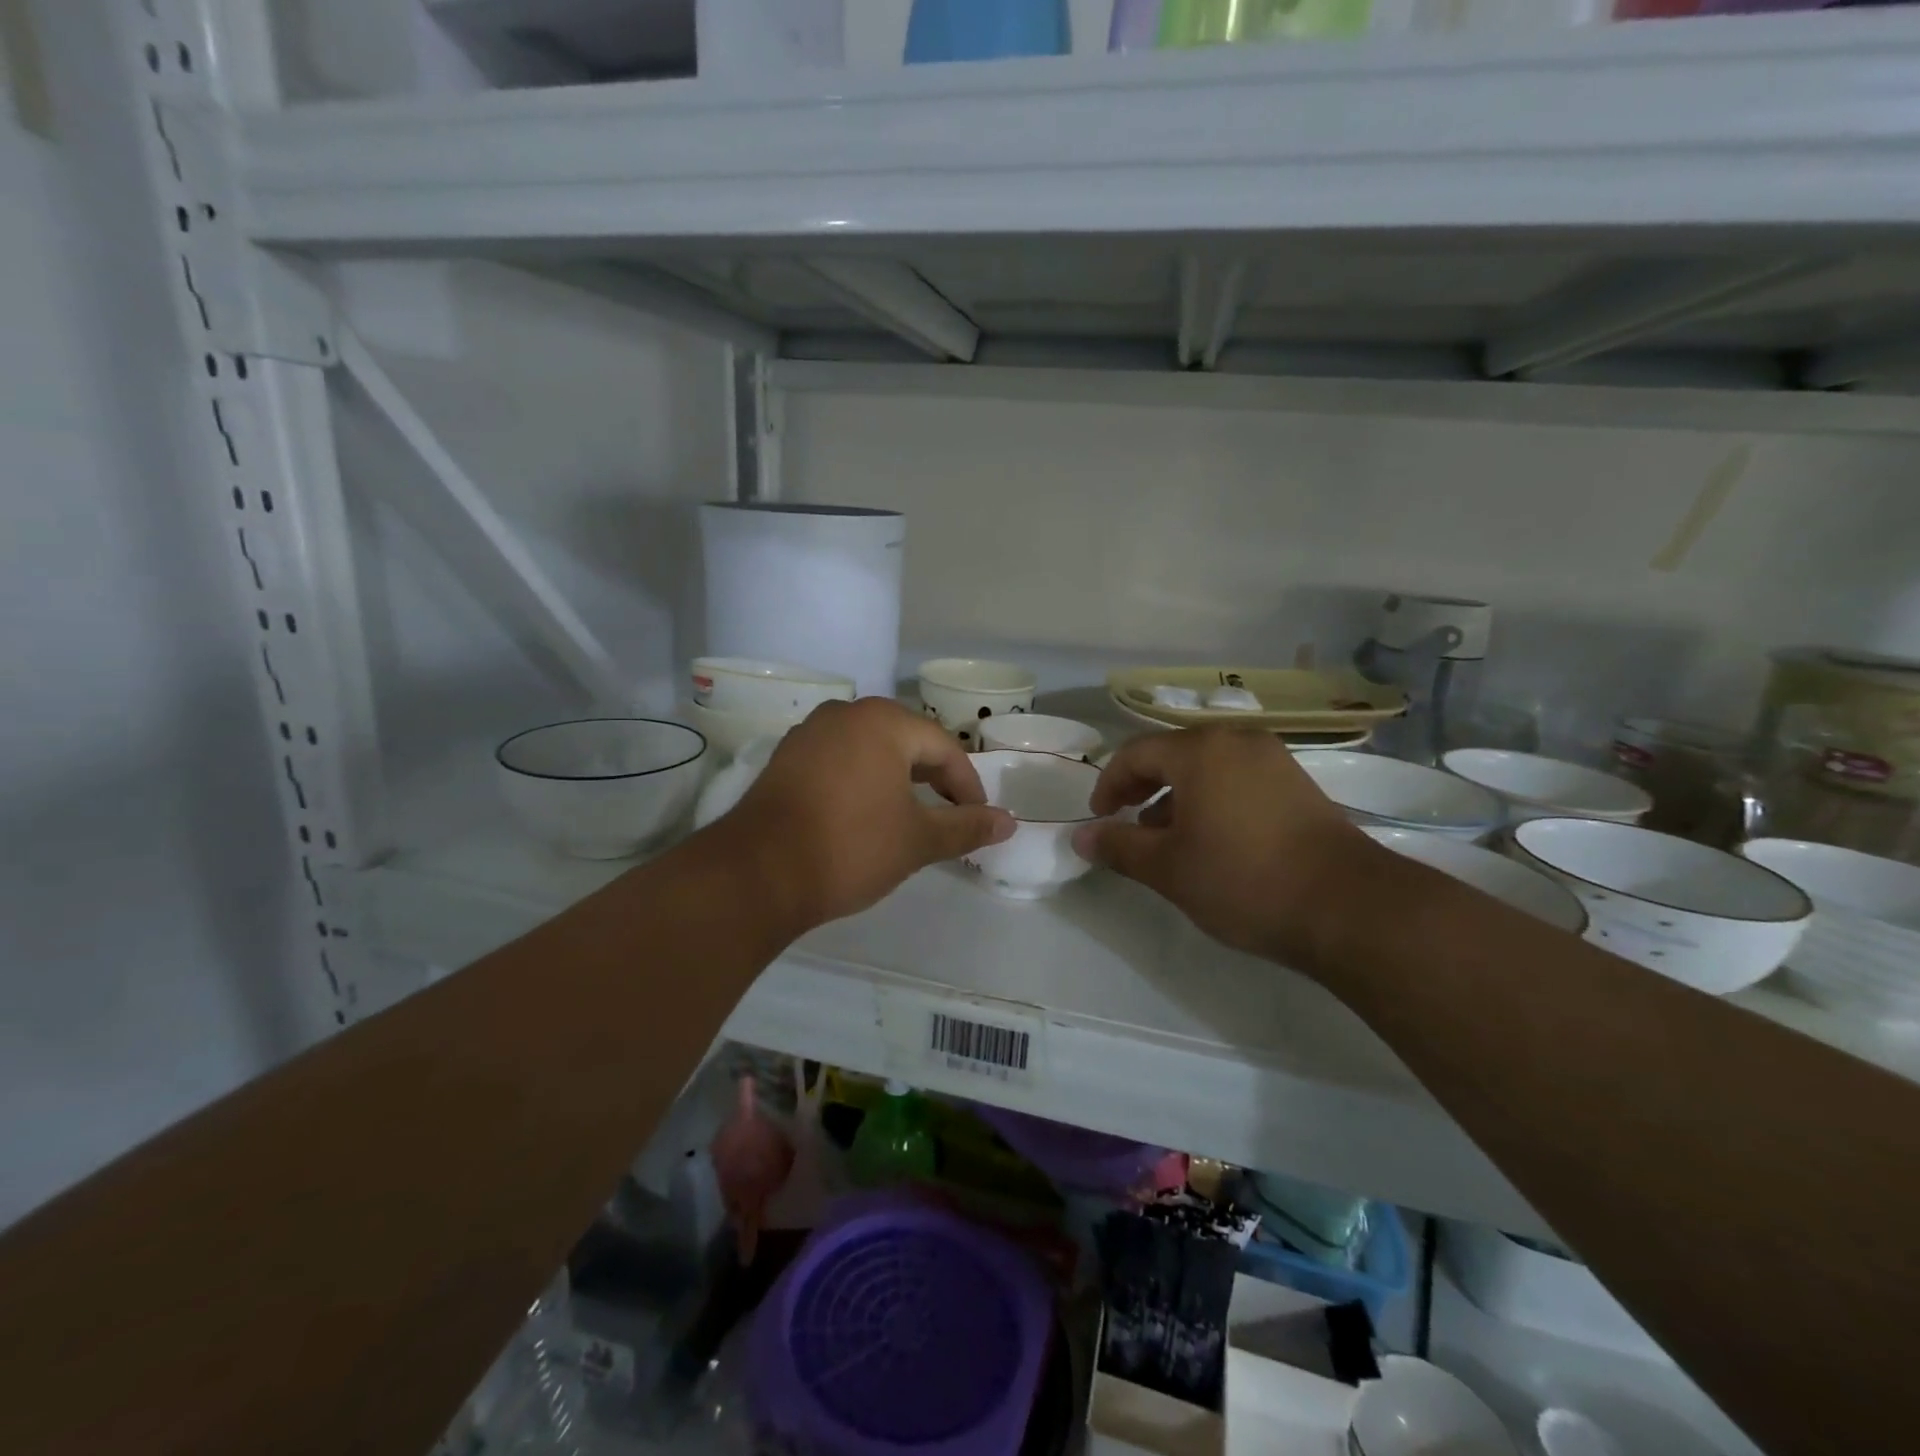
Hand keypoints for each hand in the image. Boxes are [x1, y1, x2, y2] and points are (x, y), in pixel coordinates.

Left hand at [716, 698, 1015, 932]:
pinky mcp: (786, 757)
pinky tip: (863, 812)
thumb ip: (966, 827)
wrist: (757, 874)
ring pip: (871, 748)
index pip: (944, 749)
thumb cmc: (850, 848)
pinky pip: (840, 758)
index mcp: (884, 722)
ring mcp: (810, 732)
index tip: (977, 820)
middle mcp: (846, 713)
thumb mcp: (917, 841)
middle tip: (949, 815)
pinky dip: (862, 779)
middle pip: (907, 741)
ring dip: (897, 778)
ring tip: (909, 815)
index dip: (967, 786)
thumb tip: (1010, 822)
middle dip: (933, 778)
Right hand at [1073, 728, 1383, 969]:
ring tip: (1167, 838)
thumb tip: (1081, 838)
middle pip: (1172, 754)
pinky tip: (1213, 840)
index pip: (1135, 754)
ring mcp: (1273, 759)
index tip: (1099, 818)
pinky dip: (1212, 799)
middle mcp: (1236, 741)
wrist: (1348, 907)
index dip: (1108, 784)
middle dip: (1142, 787)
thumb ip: (1119, 847)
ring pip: (1207, 767)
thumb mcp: (1168, 869)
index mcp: (1200, 751)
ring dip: (1177, 795)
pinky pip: (1237, 779)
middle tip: (1127, 822)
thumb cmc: (1243, 879)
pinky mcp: (1298, 784)